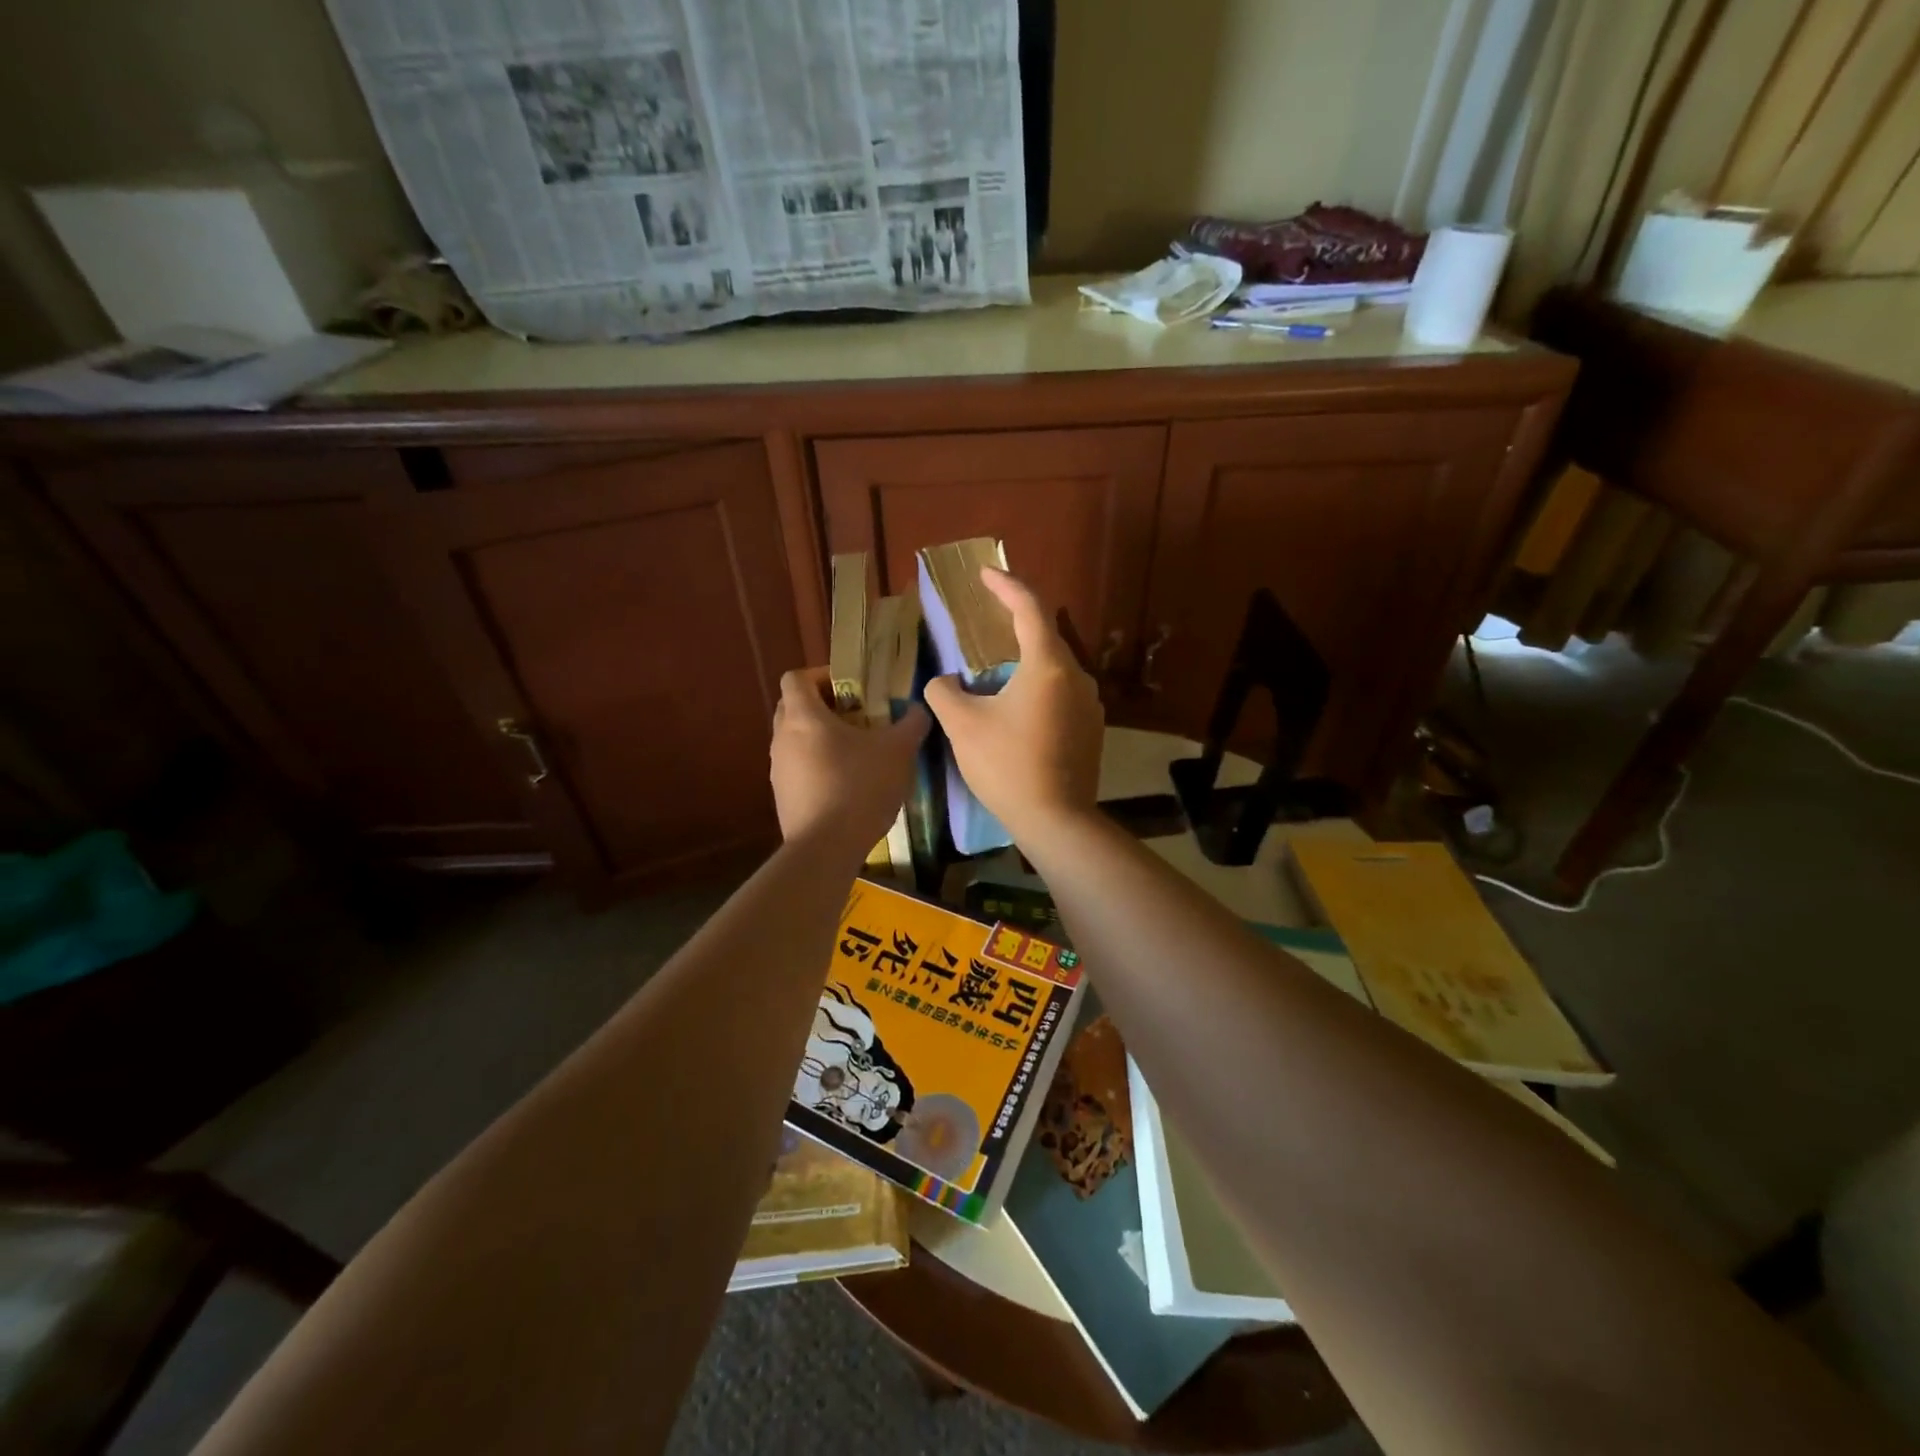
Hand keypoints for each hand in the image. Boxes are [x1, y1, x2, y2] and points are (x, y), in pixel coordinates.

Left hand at [769, 668, 927, 857]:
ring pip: (796, 741)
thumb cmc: (859, 787)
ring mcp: (778, 770)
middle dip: (824, 707)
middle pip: (794, 708)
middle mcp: (782, 738)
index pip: (796, 678)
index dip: (821, 675)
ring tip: (857, 753)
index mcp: (803, 717)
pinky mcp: (783, 798)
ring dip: (822, 740)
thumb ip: (911, 724)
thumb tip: (919, 710)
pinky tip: (847, 786)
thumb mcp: (898, 751)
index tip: (851, 687)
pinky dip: (819, 768)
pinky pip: (799, 770)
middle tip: (858, 716)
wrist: (826, 848)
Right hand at [924, 569, 1103, 844]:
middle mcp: (1076, 676)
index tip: (986, 574)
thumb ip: (944, 693)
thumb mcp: (963, 726)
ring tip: (998, 666)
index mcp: (1047, 665)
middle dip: (1016, 622)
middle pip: (1045, 635)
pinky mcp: (1091, 729)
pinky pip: (1062, 692)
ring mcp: (1090, 704)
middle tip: (987, 618)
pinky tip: (1019, 705)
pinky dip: (1039, 685)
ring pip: (1055, 667)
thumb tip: (942, 682)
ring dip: (1026, 658)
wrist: (1056, 820)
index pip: (1029, 608)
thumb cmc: (1007, 765)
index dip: (1006, 586)